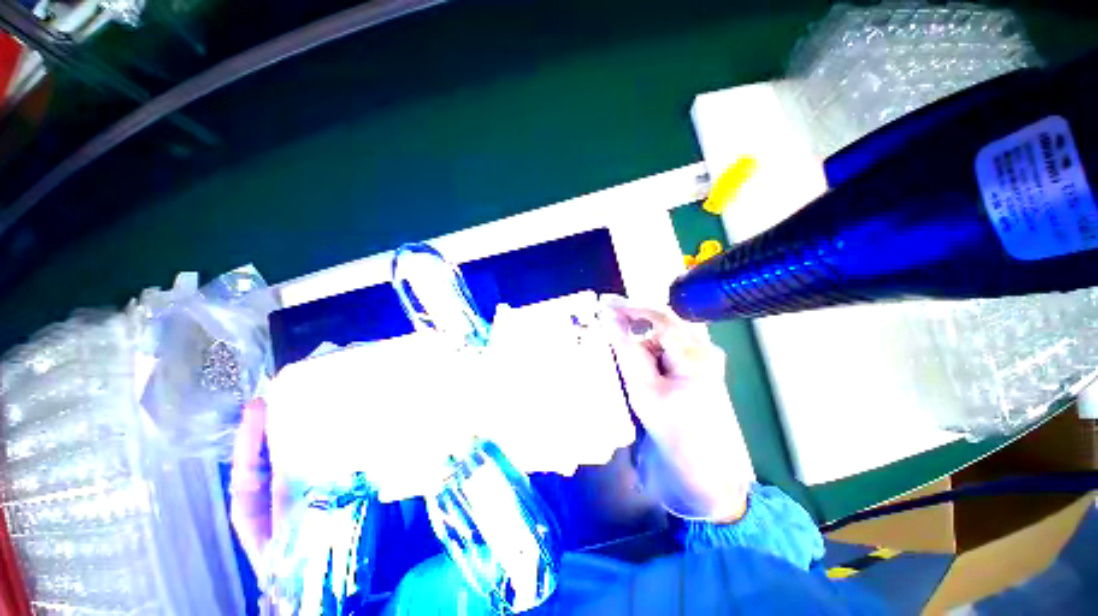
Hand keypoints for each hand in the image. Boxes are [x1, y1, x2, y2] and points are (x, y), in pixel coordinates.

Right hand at [600, 296, 752, 521]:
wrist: (702, 471)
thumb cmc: (673, 431)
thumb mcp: (643, 389)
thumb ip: (626, 349)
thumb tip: (609, 318)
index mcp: (696, 352)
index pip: (656, 319)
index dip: (627, 309)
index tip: (601, 303)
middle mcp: (704, 348)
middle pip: (661, 323)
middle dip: (631, 319)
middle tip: (603, 316)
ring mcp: (703, 357)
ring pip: (662, 334)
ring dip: (637, 332)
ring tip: (614, 334)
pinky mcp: (696, 366)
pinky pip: (666, 346)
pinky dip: (646, 345)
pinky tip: (632, 351)